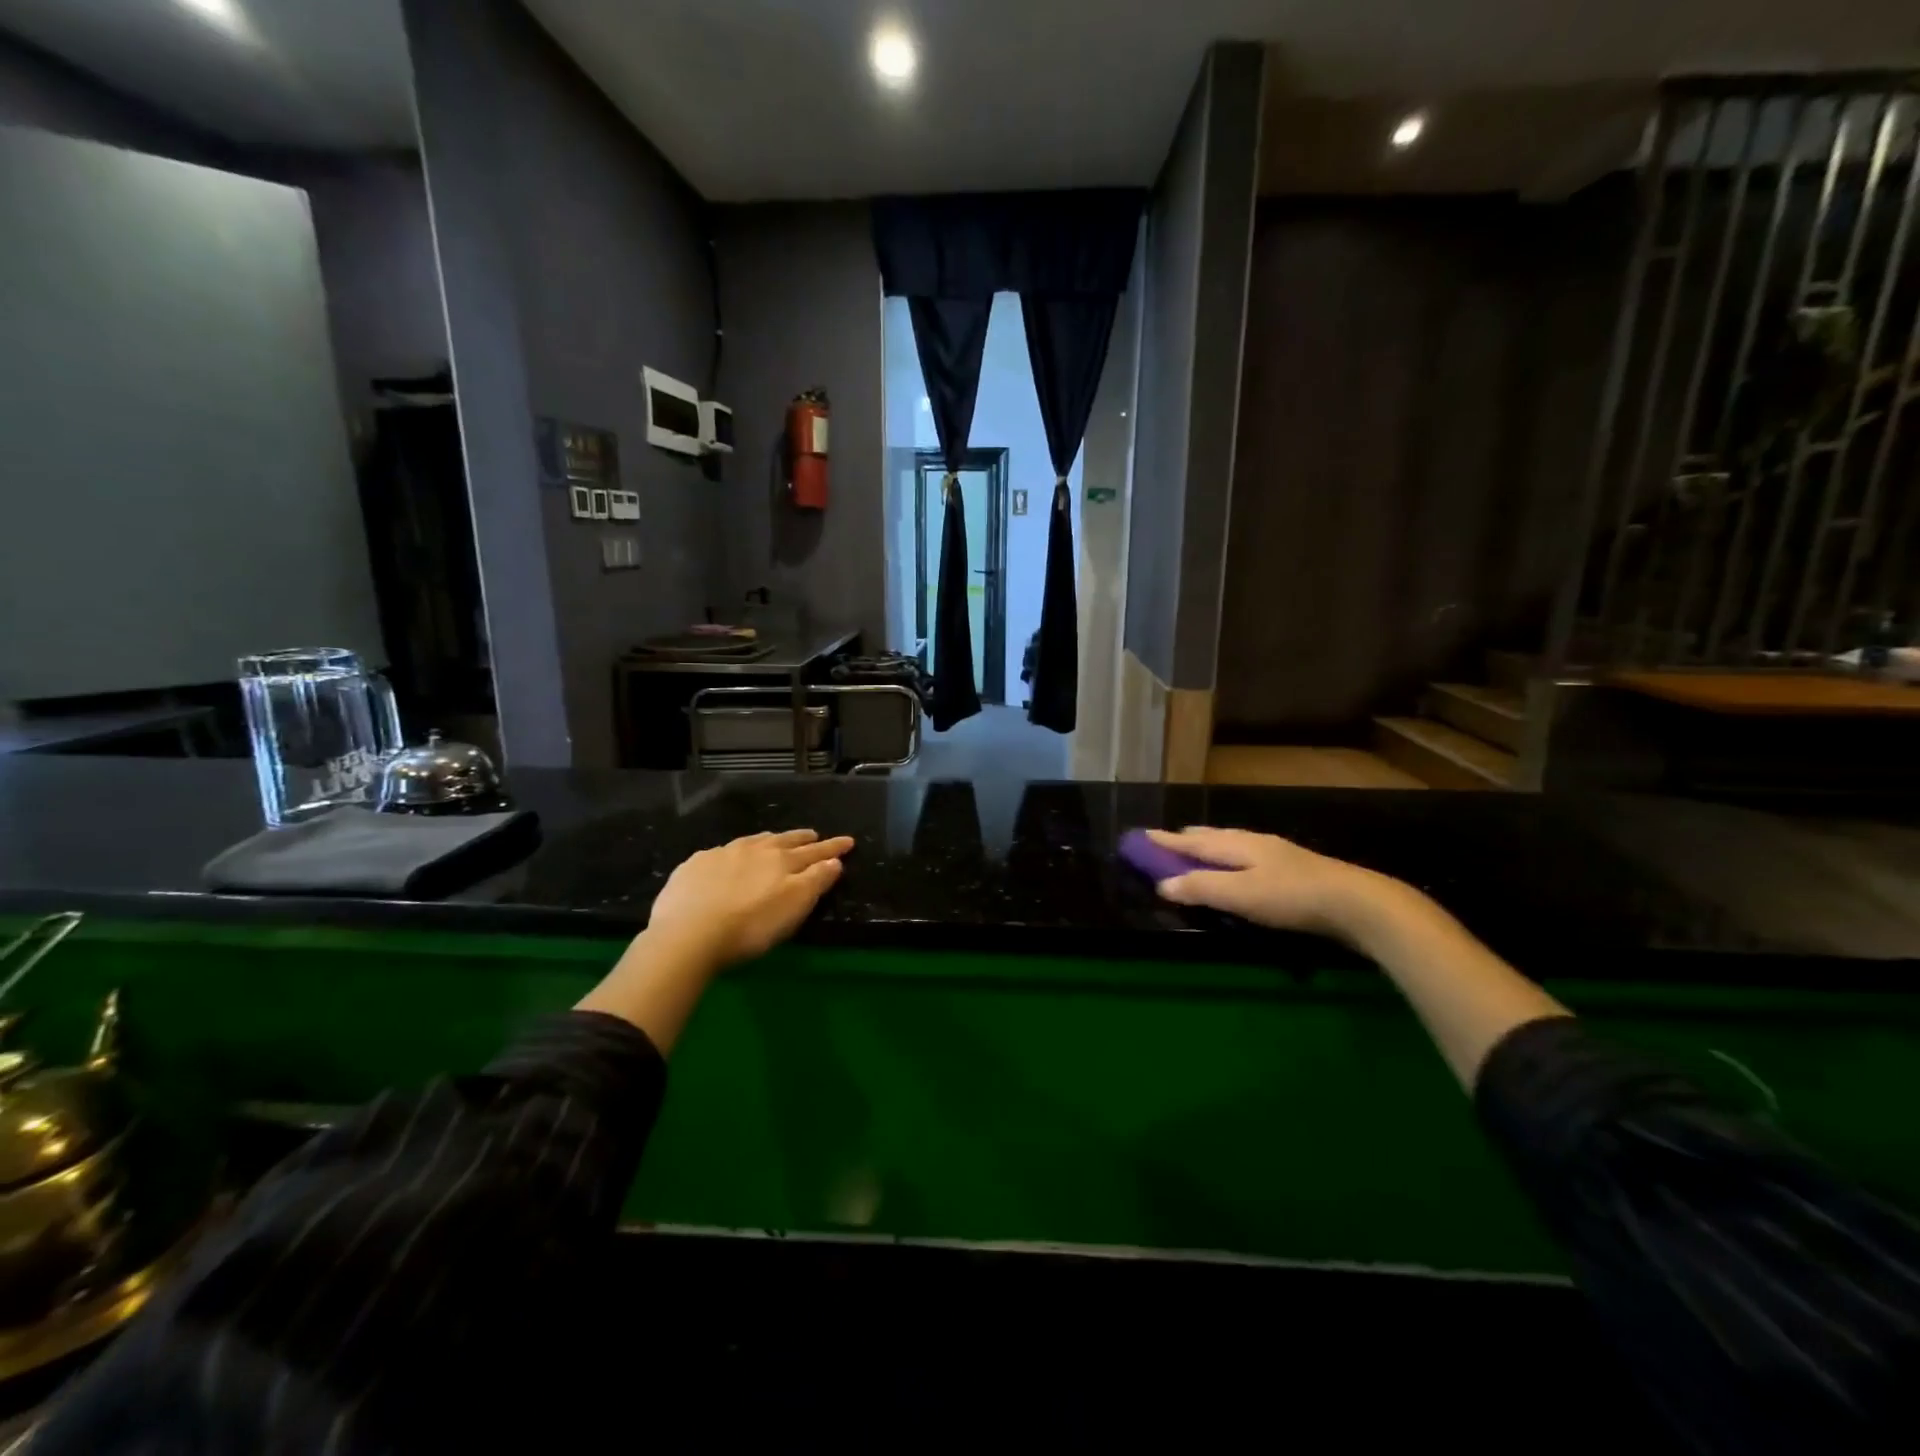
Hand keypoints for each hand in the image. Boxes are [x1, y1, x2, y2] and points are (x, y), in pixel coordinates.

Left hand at [646, 829, 854, 971]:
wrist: (688, 933)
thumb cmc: (750, 926)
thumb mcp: (794, 906)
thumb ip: (816, 881)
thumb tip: (835, 861)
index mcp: (782, 861)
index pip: (814, 852)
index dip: (833, 848)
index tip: (849, 841)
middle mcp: (755, 850)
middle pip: (784, 841)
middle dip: (802, 838)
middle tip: (814, 835)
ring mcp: (722, 854)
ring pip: (753, 841)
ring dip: (769, 840)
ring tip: (775, 839)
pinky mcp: (695, 865)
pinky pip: (721, 852)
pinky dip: (734, 852)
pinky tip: (728, 858)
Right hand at [1147, 827, 1393, 942]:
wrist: (1357, 903)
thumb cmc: (1292, 897)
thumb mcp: (1240, 894)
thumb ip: (1201, 888)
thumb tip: (1163, 884)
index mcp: (1239, 845)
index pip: (1193, 841)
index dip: (1166, 841)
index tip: (1142, 836)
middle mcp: (1255, 843)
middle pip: (1215, 837)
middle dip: (1189, 839)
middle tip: (1169, 840)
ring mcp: (1278, 855)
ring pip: (1235, 845)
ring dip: (1212, 847)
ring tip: (1202, 849)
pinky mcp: (1296, 871)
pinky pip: (1250, 857)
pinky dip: (1232, 859)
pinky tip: (1243, 869)